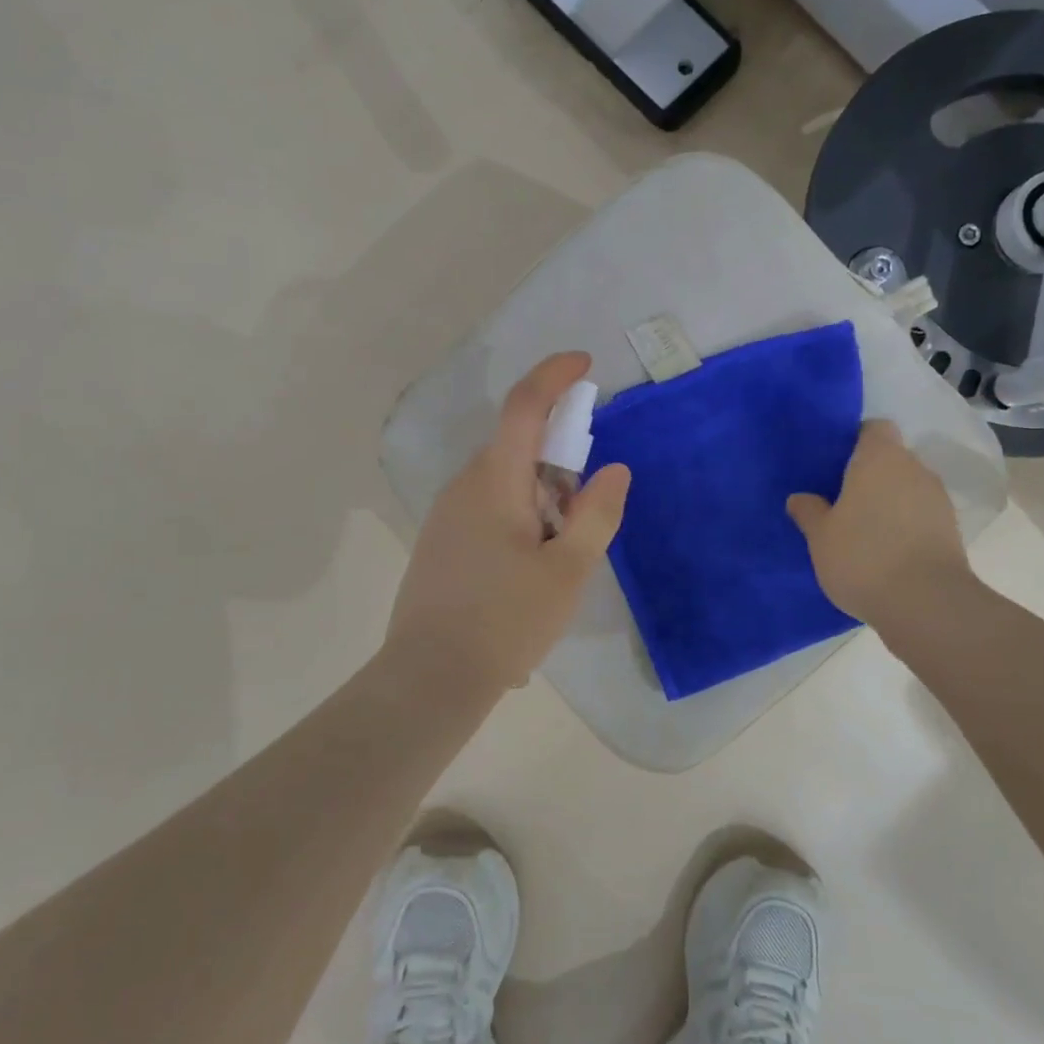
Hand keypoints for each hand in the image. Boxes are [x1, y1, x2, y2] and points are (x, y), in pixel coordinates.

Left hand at [387, 352, 630, 691]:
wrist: (429, 678)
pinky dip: (520, 520)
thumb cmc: (506, 621)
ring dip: (540, 498)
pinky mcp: (440, 543)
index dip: (555, 376)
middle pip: (517, 447)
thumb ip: (596, 514)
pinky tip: (528, 576)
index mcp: (494, 481)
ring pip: (504, 483)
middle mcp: (464, 486)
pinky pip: (488, 510)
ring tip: (559, 557)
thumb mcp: (568, 569)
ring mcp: (446, 515)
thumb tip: (614, 470)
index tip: (586, 365)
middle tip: (585, 510)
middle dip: (559, 461)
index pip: (524, 406)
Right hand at [786, 420, 975, 627]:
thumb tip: (800, 497)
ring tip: (863, 528)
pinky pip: (920, 514)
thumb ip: (809, 512)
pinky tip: (885, 549)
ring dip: (889, 501)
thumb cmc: (863, 556)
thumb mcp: (820, 536)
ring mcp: (937, 499)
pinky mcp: (951, 530)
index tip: (835, 462)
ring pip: (907, 487)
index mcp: (880, 458)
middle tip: (841, 498)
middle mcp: (914, 469)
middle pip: (892, 458)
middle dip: (870, 474)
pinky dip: (905, 524)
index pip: (873, 428)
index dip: (855, 440)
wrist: (926, 604)